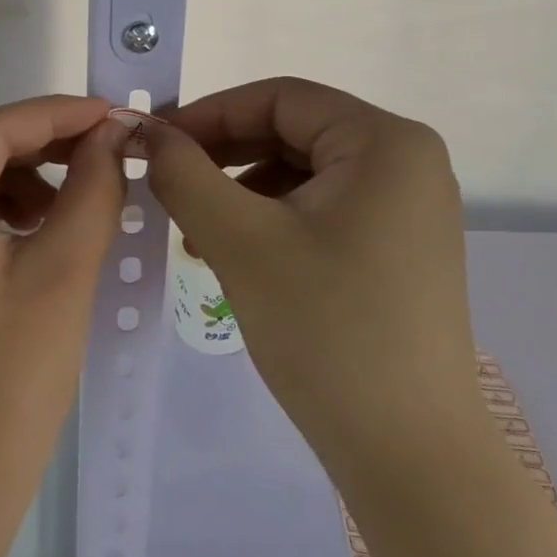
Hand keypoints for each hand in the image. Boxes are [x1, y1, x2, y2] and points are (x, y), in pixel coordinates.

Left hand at [0, 96, 126, 511]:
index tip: (113, 113)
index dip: (55, 115)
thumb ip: (92, 188)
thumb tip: (112, 133)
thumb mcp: (63, 272)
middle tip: (107, 147)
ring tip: (80, 193)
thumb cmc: (13, 379)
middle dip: (44, 142)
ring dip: (26, 173)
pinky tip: (43, 224)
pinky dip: (4, 204)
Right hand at [145, 77, 478, 460]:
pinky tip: (233, 254)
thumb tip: (145, 131)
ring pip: (301, 173)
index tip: (155, 142)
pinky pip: (320, 208)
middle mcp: (407, 162)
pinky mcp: (398, 247)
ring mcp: (407, 208)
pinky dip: (269, 220)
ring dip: (240, 191)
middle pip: (292, 132)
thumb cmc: (326, 331)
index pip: (280, 98)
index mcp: (385, 143)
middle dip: (222, 156)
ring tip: (196, 233)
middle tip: (167, 185)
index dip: (210, 113)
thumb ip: (184, 173)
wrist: (410, 457)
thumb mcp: (240, 240)